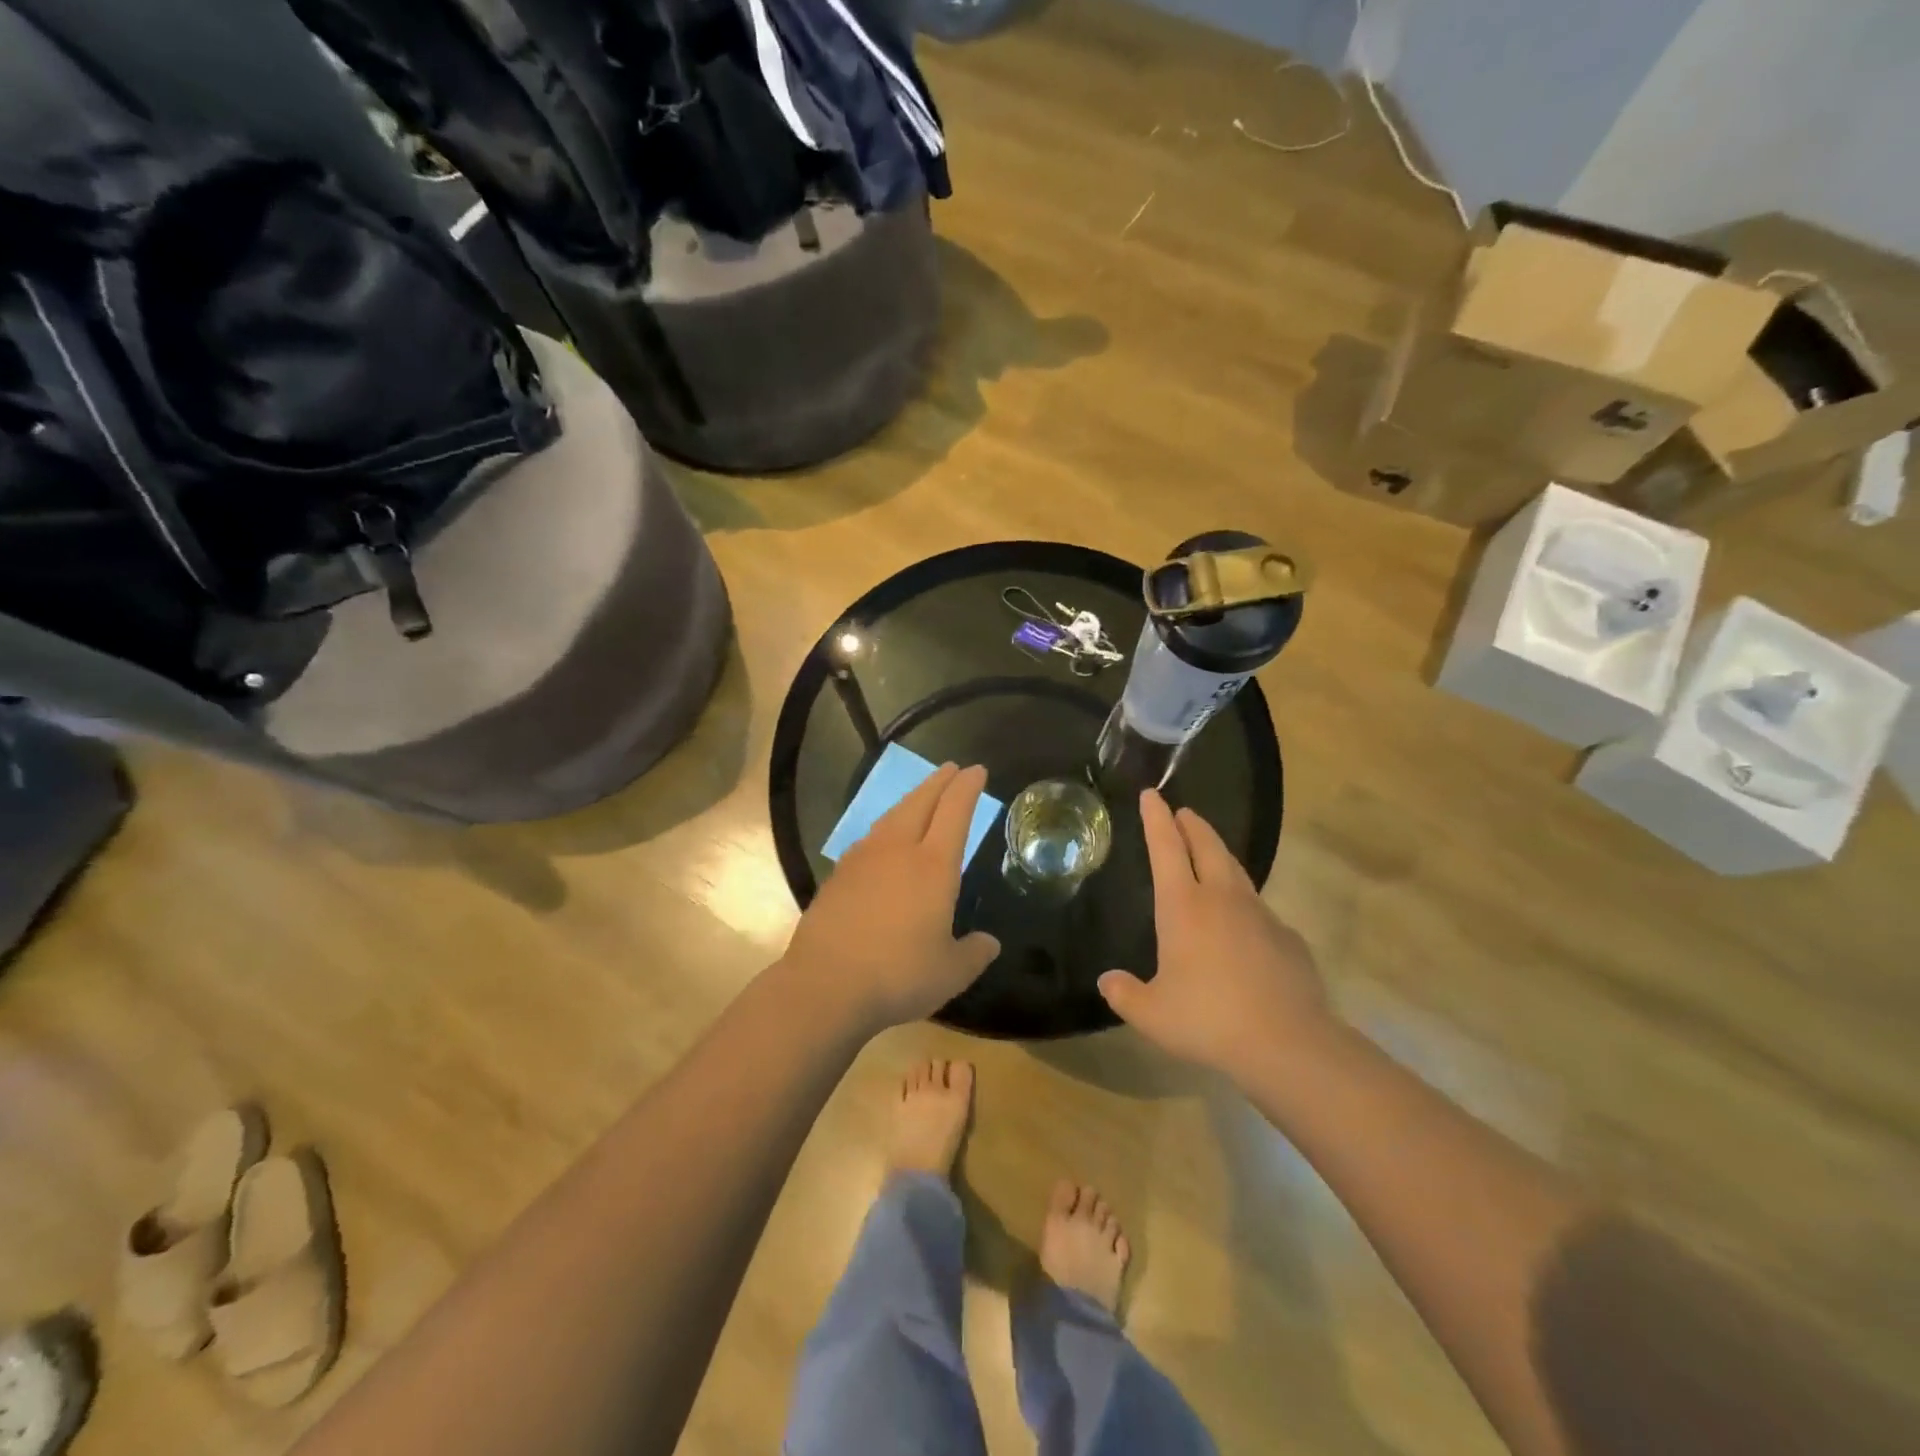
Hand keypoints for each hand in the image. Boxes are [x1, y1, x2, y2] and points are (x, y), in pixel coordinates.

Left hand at [781, 763, 1000, 1034]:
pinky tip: (882, 841)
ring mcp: (862, 860)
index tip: (976, 771)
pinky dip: (884, 829)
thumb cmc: (898, 976)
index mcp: (933, 866)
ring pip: (891, 817)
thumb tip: (989, 943)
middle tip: (951, 769)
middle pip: (920, 803)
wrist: (825, 986)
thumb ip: (974, 954)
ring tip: (920, 797)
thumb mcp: (950, 973)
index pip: (954, 812)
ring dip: (910, 801)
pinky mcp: (837, 876)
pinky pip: (868, 840)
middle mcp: (897, 851)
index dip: (967, 788)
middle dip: (939, 782)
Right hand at [1098, 791, 1329, 1082]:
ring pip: (1236, 871)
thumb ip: (1125, 994)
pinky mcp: (1287, 937)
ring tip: (1209, 854)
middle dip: (1192, 825)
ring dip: (1219, 855)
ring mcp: (1260, 915)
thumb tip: (1107, 981)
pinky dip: (1244, 902)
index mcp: (1183, 907)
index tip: (1151, 795)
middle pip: (1207, 846)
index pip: (1165, 848)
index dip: (1156, 819)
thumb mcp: (1152, 1014)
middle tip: (1182, 812)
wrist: (1287, 1043)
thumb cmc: (1209, 1020)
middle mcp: (1222, 899)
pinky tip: (1242, 924)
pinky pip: (1259, 908)